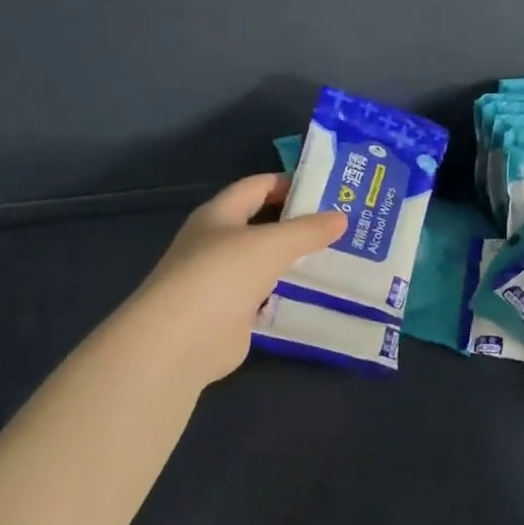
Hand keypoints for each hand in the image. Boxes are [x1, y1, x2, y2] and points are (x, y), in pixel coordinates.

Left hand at [128, 174, 345, 386]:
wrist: (180, 341)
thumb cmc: (221, 275)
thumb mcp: (271, 244)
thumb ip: (308, 230)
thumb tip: (341, 218)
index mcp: (219, 214)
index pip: (257, 186)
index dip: (290, 183)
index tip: (329, 190)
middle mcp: (218, 242)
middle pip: (263, 224)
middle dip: (299, 223)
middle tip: (343, 224)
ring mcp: (223, 280)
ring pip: (267, 261)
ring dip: (297, 259)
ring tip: (340, 257)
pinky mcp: (232, 313)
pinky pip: (267, 295)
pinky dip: (290, 293)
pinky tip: (320, 293)